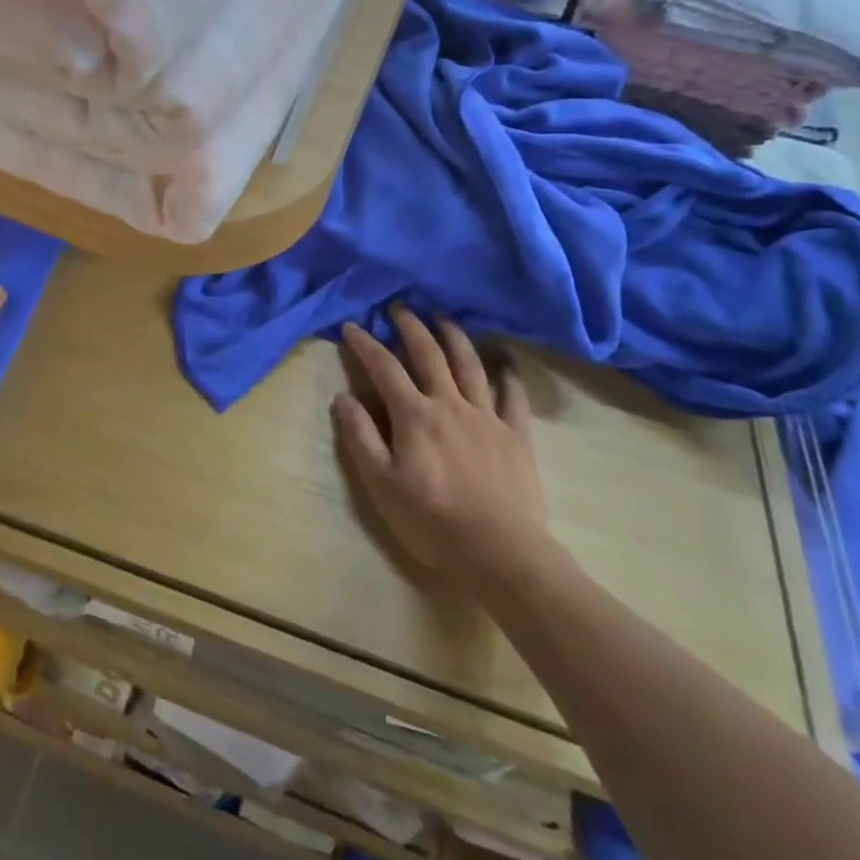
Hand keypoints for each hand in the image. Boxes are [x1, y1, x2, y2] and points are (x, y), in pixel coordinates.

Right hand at [333, 308, 553, 592]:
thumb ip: (361, 437)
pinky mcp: (516, 434)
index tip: (352, 325)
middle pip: (429, 354)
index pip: (384, 367)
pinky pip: (512, 395)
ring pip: (470, 364)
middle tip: (401, 307)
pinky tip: (504, 360)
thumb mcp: (381, 485)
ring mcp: (487, 416)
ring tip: (444, 318)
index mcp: (414, 415)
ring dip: (454, 336)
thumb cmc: (433, 521)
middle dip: (411, 326)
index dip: (366, 344)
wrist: (502, 553)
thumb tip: (342, 397)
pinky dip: (507, 373)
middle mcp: (450, 403)